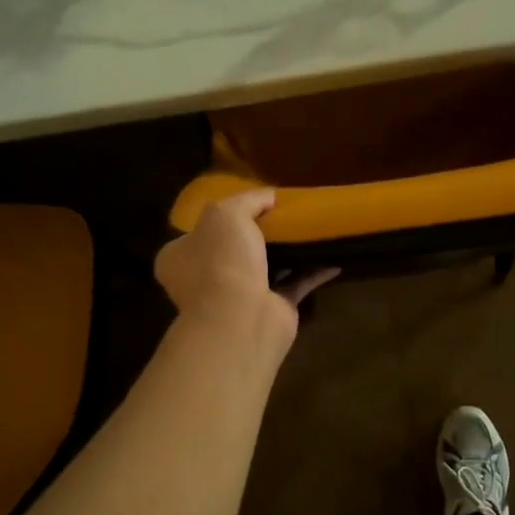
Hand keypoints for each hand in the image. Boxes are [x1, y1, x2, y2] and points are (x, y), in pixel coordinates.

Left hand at [155, 188, 336, 354]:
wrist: (242, 318)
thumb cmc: (223, 261)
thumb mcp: (227, 213)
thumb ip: (248, 199)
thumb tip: (269, 196)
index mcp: (181, 256)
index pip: (198, 232)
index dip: (222, 216)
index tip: (251, 204)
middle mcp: (204, 279)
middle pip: (234, 249)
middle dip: (258, 235)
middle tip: (284, 215)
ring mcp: (237, 298)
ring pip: (265, 268)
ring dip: (287, 253)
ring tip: (310, 229)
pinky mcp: (271, 310)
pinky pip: (295, 285)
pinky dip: (312, 272)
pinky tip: (333, 257)